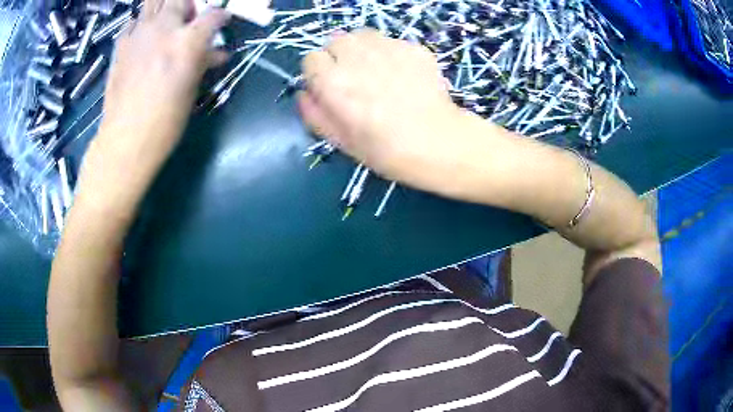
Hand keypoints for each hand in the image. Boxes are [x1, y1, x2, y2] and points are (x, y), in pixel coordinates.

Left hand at [79, 0, 228, 209]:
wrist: (125, 140)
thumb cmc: (164, 122)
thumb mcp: (191, 88)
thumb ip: (203, 61)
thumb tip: (216, 53)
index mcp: (187, 41)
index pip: (214, 14)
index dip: (221, 17)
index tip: (222, 22)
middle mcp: (164, 29)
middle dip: (188, 5)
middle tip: (189, 19)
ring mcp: (139, 34)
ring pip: (153, 2)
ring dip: (163, 7)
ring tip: (165, 23)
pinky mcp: (121, 46)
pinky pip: (132, 23)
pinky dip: (139, 25)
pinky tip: (141, 38)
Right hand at [299, 29, 467, 188]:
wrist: (438, 143)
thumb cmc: (386, 150)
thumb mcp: (341, 141)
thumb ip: (314, 114)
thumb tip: (304, 93)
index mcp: (334, 83)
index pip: (311, 60)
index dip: (318, 74)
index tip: (330, 88)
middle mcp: (357, 58)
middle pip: (335, 41)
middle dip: (338, 57)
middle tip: (354, 78)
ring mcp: (388, 48)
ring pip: (362, 35)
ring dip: (361, 49)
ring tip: (375, 71)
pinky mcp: (413, 47)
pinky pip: (391, 41)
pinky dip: (390, 53)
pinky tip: (402, 74)